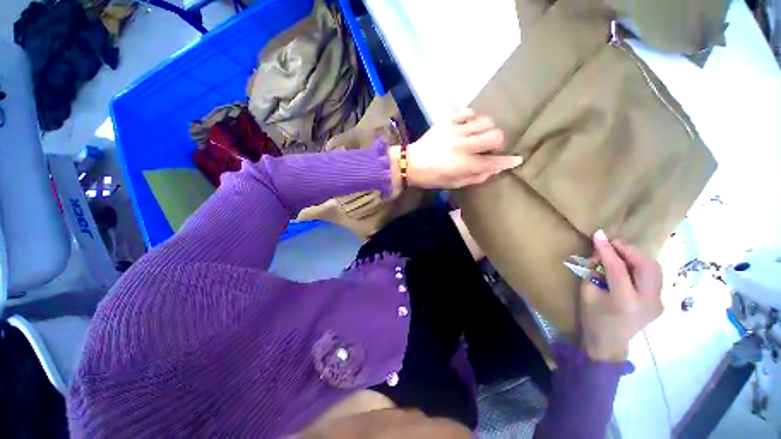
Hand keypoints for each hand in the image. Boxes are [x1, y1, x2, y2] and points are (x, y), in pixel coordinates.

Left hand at [390, 109, 522, 189]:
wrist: (411, 163)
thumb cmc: (432, 177)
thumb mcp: (454, 184)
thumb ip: (475, 177)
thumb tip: (493, 170)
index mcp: (465, 164)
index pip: (494, 161)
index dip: (508, 161)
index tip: (517, 159)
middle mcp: (464, 145)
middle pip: (496, 136)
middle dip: (497, 144)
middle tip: (488, 148)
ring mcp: (456, 130)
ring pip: (486, 122)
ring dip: (486, 130)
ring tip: (478, 136)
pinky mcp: (447, 120)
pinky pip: (469, 111)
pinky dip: (473, 118)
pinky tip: (468, 126)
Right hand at [579, 230, 663, 361]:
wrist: (610, 342)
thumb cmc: (593, 317)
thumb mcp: (587, 292)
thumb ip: (595, 270)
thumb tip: (601, 252)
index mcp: (625, 301)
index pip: (618, 268)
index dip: (607, 249)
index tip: (599, 234)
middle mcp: (648, 301)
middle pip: (646, 266)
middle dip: (629, 249)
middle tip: (613, 242)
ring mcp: (658, 302)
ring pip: (655, 269)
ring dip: (638, 256)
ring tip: (621, 251)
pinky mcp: (661, 301)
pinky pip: (654, 276)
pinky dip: (642, 265)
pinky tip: (629, 264)